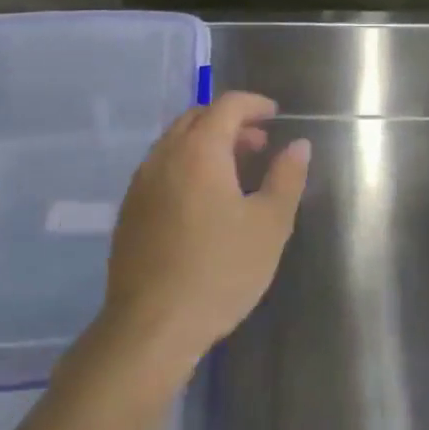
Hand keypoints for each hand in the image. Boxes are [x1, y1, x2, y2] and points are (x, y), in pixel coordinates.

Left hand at [100, 91, 310, 387]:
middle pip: (196, 118)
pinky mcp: (129, 209)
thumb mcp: (268, 226)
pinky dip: (186, 165)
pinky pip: (161, 168)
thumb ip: (286, 178)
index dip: (254, 104)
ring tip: (235, 172)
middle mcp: (163, 156)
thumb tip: (299, 144)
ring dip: (207, 144)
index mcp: (198, 151)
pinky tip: (202, 200)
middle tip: (259, 145)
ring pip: (175, 143)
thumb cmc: (219, 271)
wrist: (151, 325)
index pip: (226, 105)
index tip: (276, 116)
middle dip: (230, 122)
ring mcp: (140, 182)